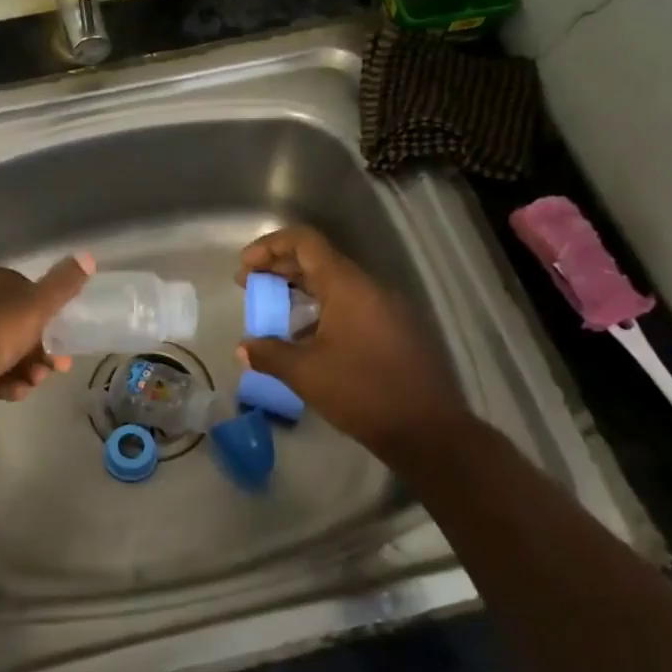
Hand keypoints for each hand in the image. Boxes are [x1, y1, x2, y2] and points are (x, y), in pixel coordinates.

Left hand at [0, 254, 92, 401]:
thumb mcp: (37, 306)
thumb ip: (63, 285)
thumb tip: (88, 256)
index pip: (29, 291)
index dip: (50, 315)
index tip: (66, 337)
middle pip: (20, 325)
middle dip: (41, 350)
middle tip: (56, 368)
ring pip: (6, 351)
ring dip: (26, 370)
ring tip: (31, 384)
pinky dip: (4, 381)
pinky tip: (11, 392)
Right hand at [236, 226, 465, 455]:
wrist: (427, 430)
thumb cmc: (362, 392)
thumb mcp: (306, 374)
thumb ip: (269, 354)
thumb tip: (244, 348)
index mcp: (347, 286)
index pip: (305, 242)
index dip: (270, 246)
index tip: (245, 268)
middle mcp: (369, 288)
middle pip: (318, 260)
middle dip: (279, 268)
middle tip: (249, 286)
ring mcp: (386, 308)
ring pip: (335, 284)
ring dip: (299, 290)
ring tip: (272, 311)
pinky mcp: (394, 330)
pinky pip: (351, 305)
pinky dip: (321, 309)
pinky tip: (304, 337)